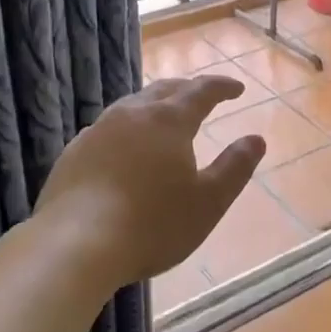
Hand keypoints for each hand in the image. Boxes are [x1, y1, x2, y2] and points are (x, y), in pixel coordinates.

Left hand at [33, 75, 264, 286]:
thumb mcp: (208, 202)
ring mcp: (98, 131)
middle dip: (187, 89)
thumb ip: (235, 167)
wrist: (76, 244)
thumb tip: (256, 139)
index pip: (201, 91)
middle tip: (202, 94)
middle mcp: (132, 114)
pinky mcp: (74, 153)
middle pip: (164, 90)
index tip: (237, 88)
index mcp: (168, 121)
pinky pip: (107, 128)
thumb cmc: (153, 224)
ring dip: (154, 104)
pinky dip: (126, 128)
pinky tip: (124, 146)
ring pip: (132, 105)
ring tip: (163, 115)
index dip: (221, 87)